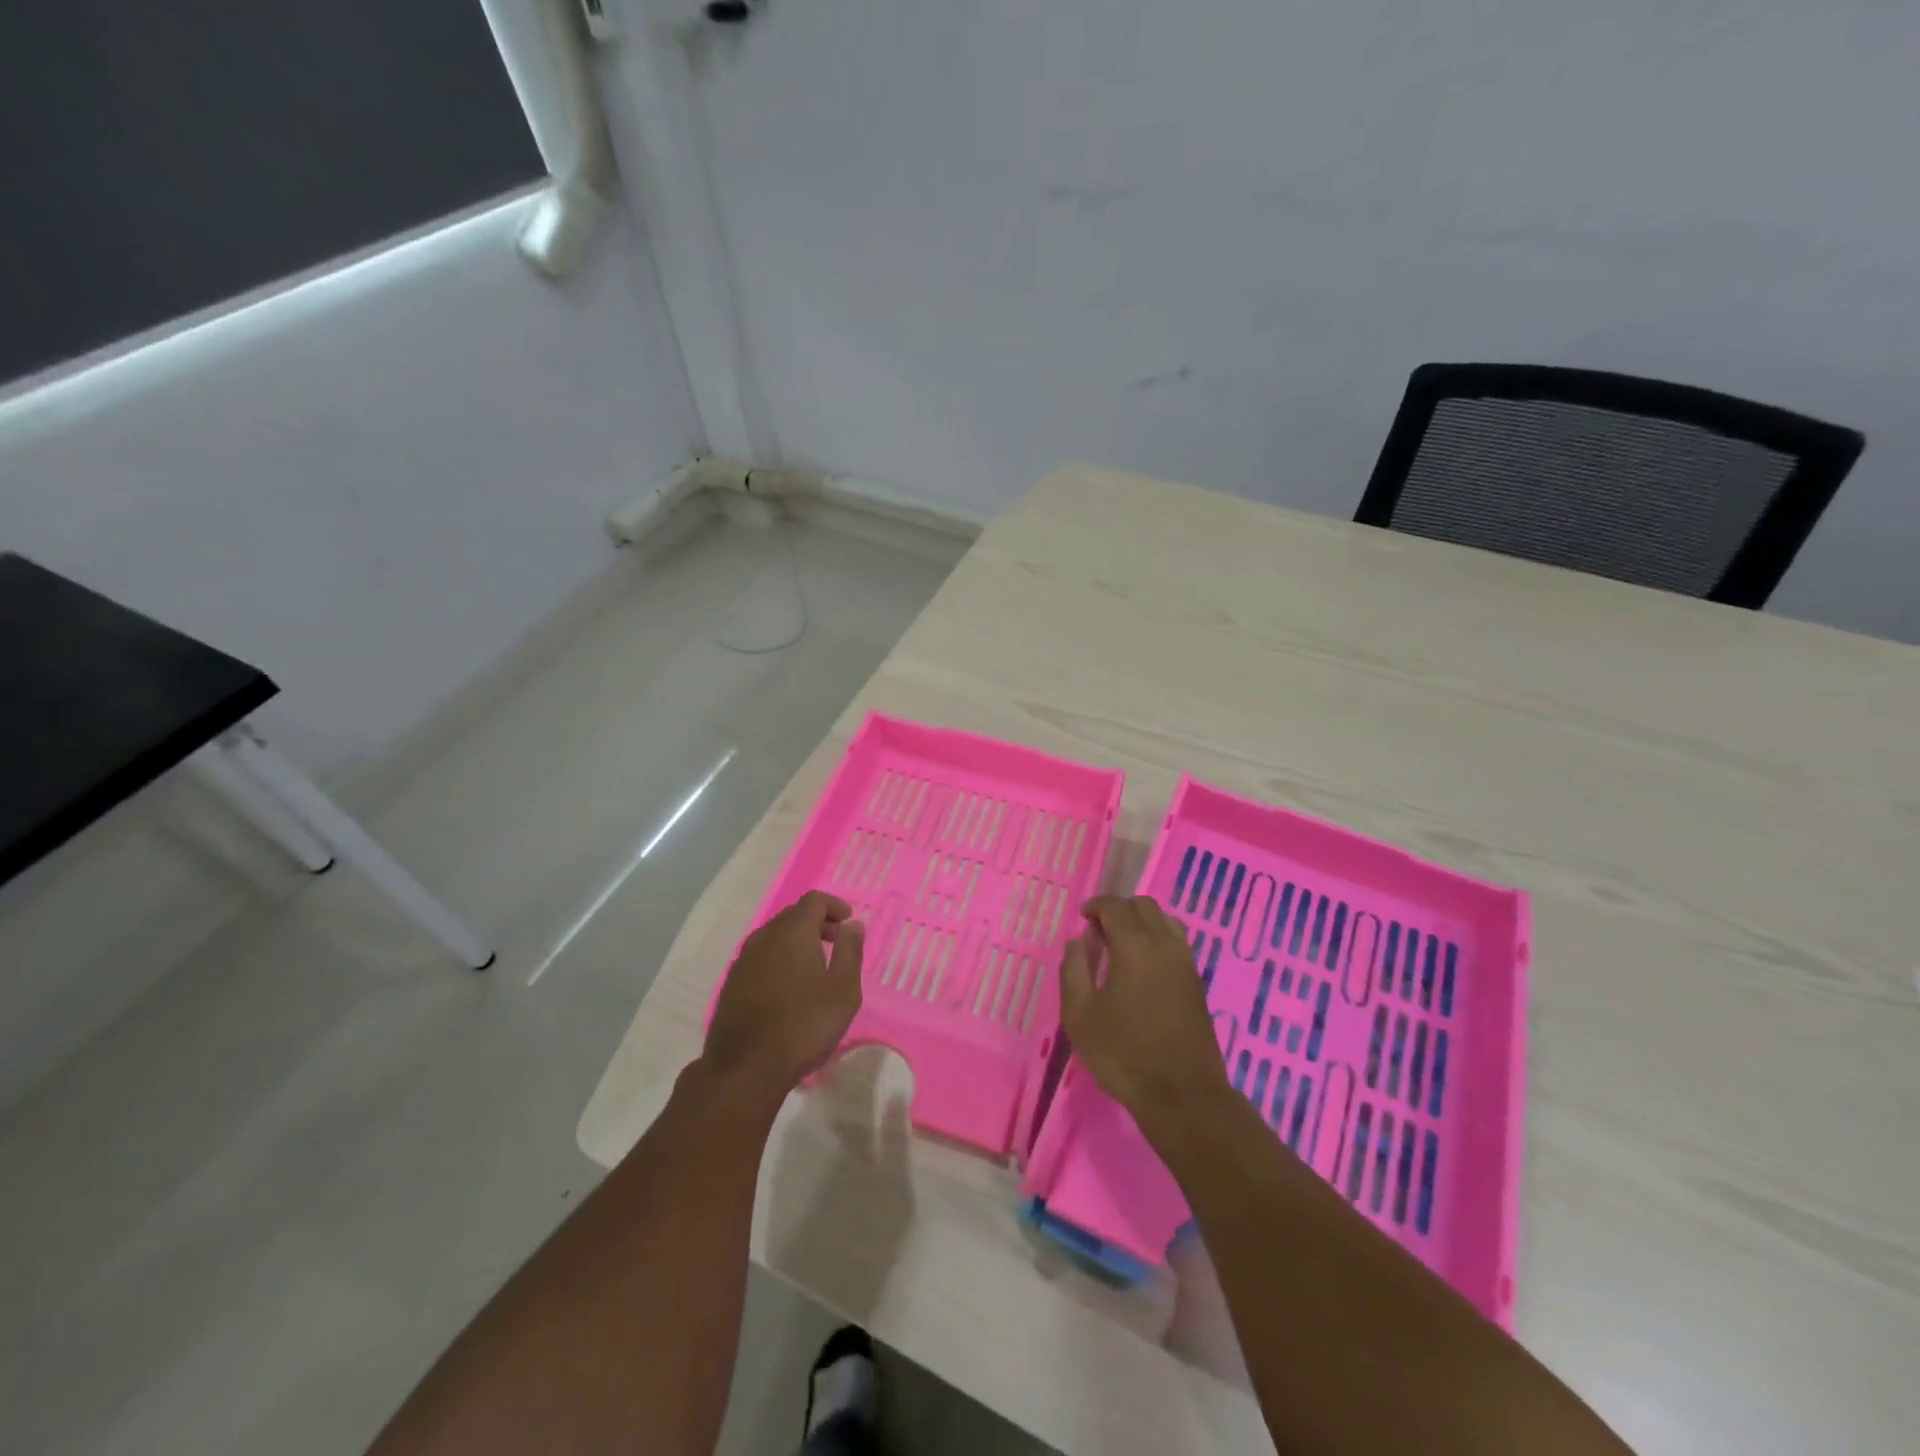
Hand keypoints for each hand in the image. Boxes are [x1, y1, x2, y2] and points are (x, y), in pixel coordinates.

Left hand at [703, 891, 864, 1101]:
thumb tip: (852, 924)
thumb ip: (850, 951)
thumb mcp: (843, 989)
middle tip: (837, 942)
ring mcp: (743, 960)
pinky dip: (779, 958)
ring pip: (774, 936)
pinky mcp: (732, 984)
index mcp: (792, 932)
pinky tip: (789, 986)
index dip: (834, 905)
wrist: (745, 1068)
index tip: (849, 921)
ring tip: (815, 966)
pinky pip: (761, 957)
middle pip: (792, 915)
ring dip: (796, 941)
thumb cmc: (804, 1025)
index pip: (813, 901)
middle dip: (817, 922)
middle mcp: (764, 937)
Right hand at [1059, 895, 1227, 1125]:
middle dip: (1119, 909)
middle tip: (1099, 931)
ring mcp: (1186, 963)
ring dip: (1142, 922)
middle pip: (1145, 906)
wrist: (1182, 1095)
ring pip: (1165, 921)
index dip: (1096, 905)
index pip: (1116, 906)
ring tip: (1122, 946)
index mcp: (1135, 946)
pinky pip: (1176, 943)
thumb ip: (1073, 970)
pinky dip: (1157, 939)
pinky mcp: (1197, 983)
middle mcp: (1165, 945)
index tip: (1082, 918)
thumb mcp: (1080, 1015)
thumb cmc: (1123, 1054)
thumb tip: (1077, 941)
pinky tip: (1142, 967)